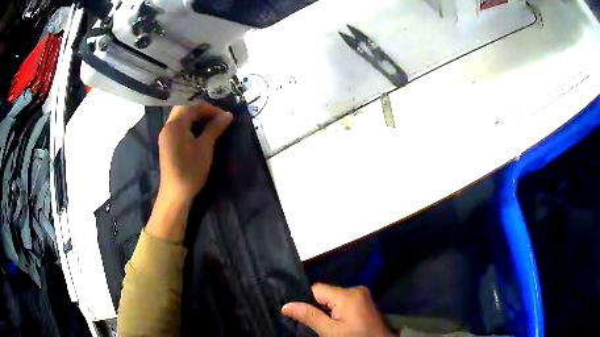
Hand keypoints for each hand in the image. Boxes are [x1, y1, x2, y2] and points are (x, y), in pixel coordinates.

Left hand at [146, 103, 231, 241]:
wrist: (175, 193)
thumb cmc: (191, 169)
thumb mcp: (205, 146)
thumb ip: (215, 127)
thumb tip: (228, 114)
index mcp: (175, 124)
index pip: (193, 105)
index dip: (210, 108)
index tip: (224, 117)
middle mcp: (168, 126)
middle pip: (185, 108)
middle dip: (202, 111)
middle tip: (217, 119)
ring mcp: (166, 135)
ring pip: (181, 118)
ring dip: (196, 118)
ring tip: (211, 125)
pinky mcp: (167, 144)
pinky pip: (179, 127)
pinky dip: (190, 126)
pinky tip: (200, 134)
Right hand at [282, 283, 392, 336]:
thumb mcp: (329, 331)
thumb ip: (309, 316)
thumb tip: (286, 305)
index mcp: (348, 294)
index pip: (317, 289)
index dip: (306, 301)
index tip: (300, 313)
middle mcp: (356, 290)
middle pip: (325, 294)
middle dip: (318, 307)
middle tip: (314, 323)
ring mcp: (362, 296)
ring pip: (333, 299)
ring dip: (327, 311)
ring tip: (325, 324)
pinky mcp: (364, 303)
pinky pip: (343, 303)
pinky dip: (336, 312)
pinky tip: (337, 323)